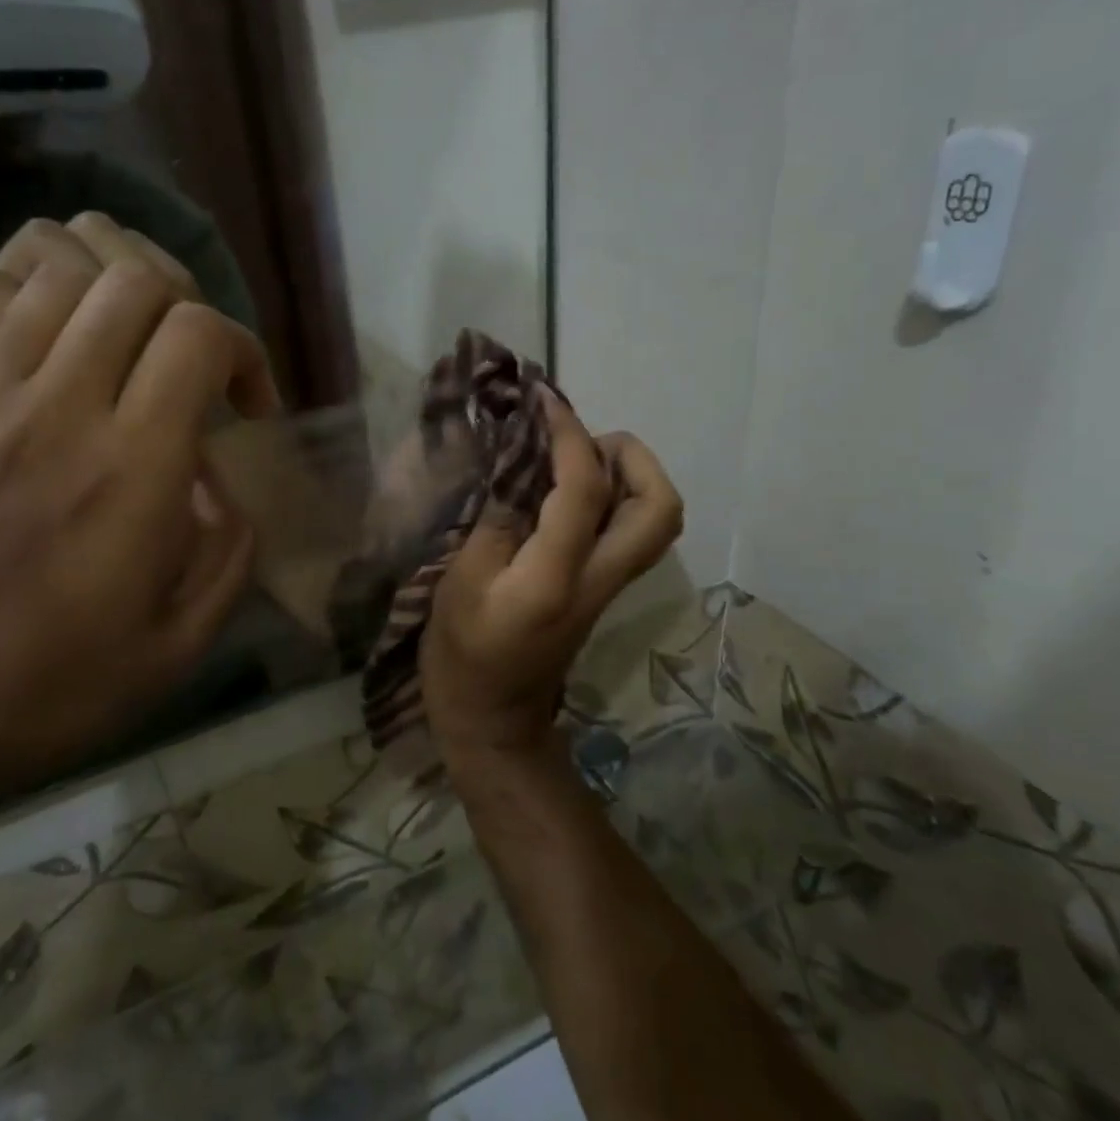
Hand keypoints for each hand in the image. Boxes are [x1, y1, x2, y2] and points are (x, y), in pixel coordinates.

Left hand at [0, 217, 280, 802]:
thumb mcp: (176, 649)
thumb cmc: (41, 696)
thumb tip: (222, 490)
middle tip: (191, 373)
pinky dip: (43, 316)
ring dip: (113, 302)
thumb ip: (228, 556)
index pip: (199, 335)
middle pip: (133, 282)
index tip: (247, 408)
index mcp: (132, 470)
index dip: (243, 352)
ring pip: (59, 279)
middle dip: (186, 310)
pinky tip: (55, 374)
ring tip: (125, 360)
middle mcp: (58, 410)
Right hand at [420, 396, 682, 770]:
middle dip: (635, 458)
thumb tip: (522, 473)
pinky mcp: (601, 591)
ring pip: (654, 521)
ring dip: (631, 476)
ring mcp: (607, 587)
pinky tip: (568, 489)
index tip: (544, 400)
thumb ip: (496, 523)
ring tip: (578, 458)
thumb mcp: (460, 584)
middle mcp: (598, 578)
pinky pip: (627, 532)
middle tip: (585, 438)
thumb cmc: (463, 657)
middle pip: (659, 509)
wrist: (494, 721)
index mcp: (556, 577)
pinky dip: (613, 498)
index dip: (568, 435)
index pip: (583, 489)